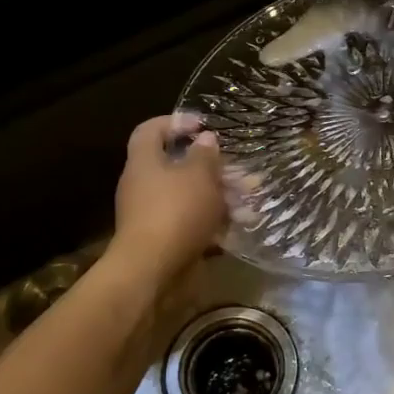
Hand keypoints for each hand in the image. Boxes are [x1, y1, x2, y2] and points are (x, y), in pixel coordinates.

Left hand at [107, 113, 231, 289]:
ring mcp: (154, 214)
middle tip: (239, 169)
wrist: (153, 271)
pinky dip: (215, 221)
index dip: (174, 122)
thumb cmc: (175, 212)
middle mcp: (144, 185)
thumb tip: (205, 140)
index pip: (150, 130)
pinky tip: (239, 224)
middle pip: (177, 165)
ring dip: (220, 195)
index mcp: (144, 162)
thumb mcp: (198, 176)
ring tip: (250, 199)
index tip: (203, 124)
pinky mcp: (167, 239)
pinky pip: (193, 222)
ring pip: (190, 196)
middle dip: (212, 166)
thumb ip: (205, 155)